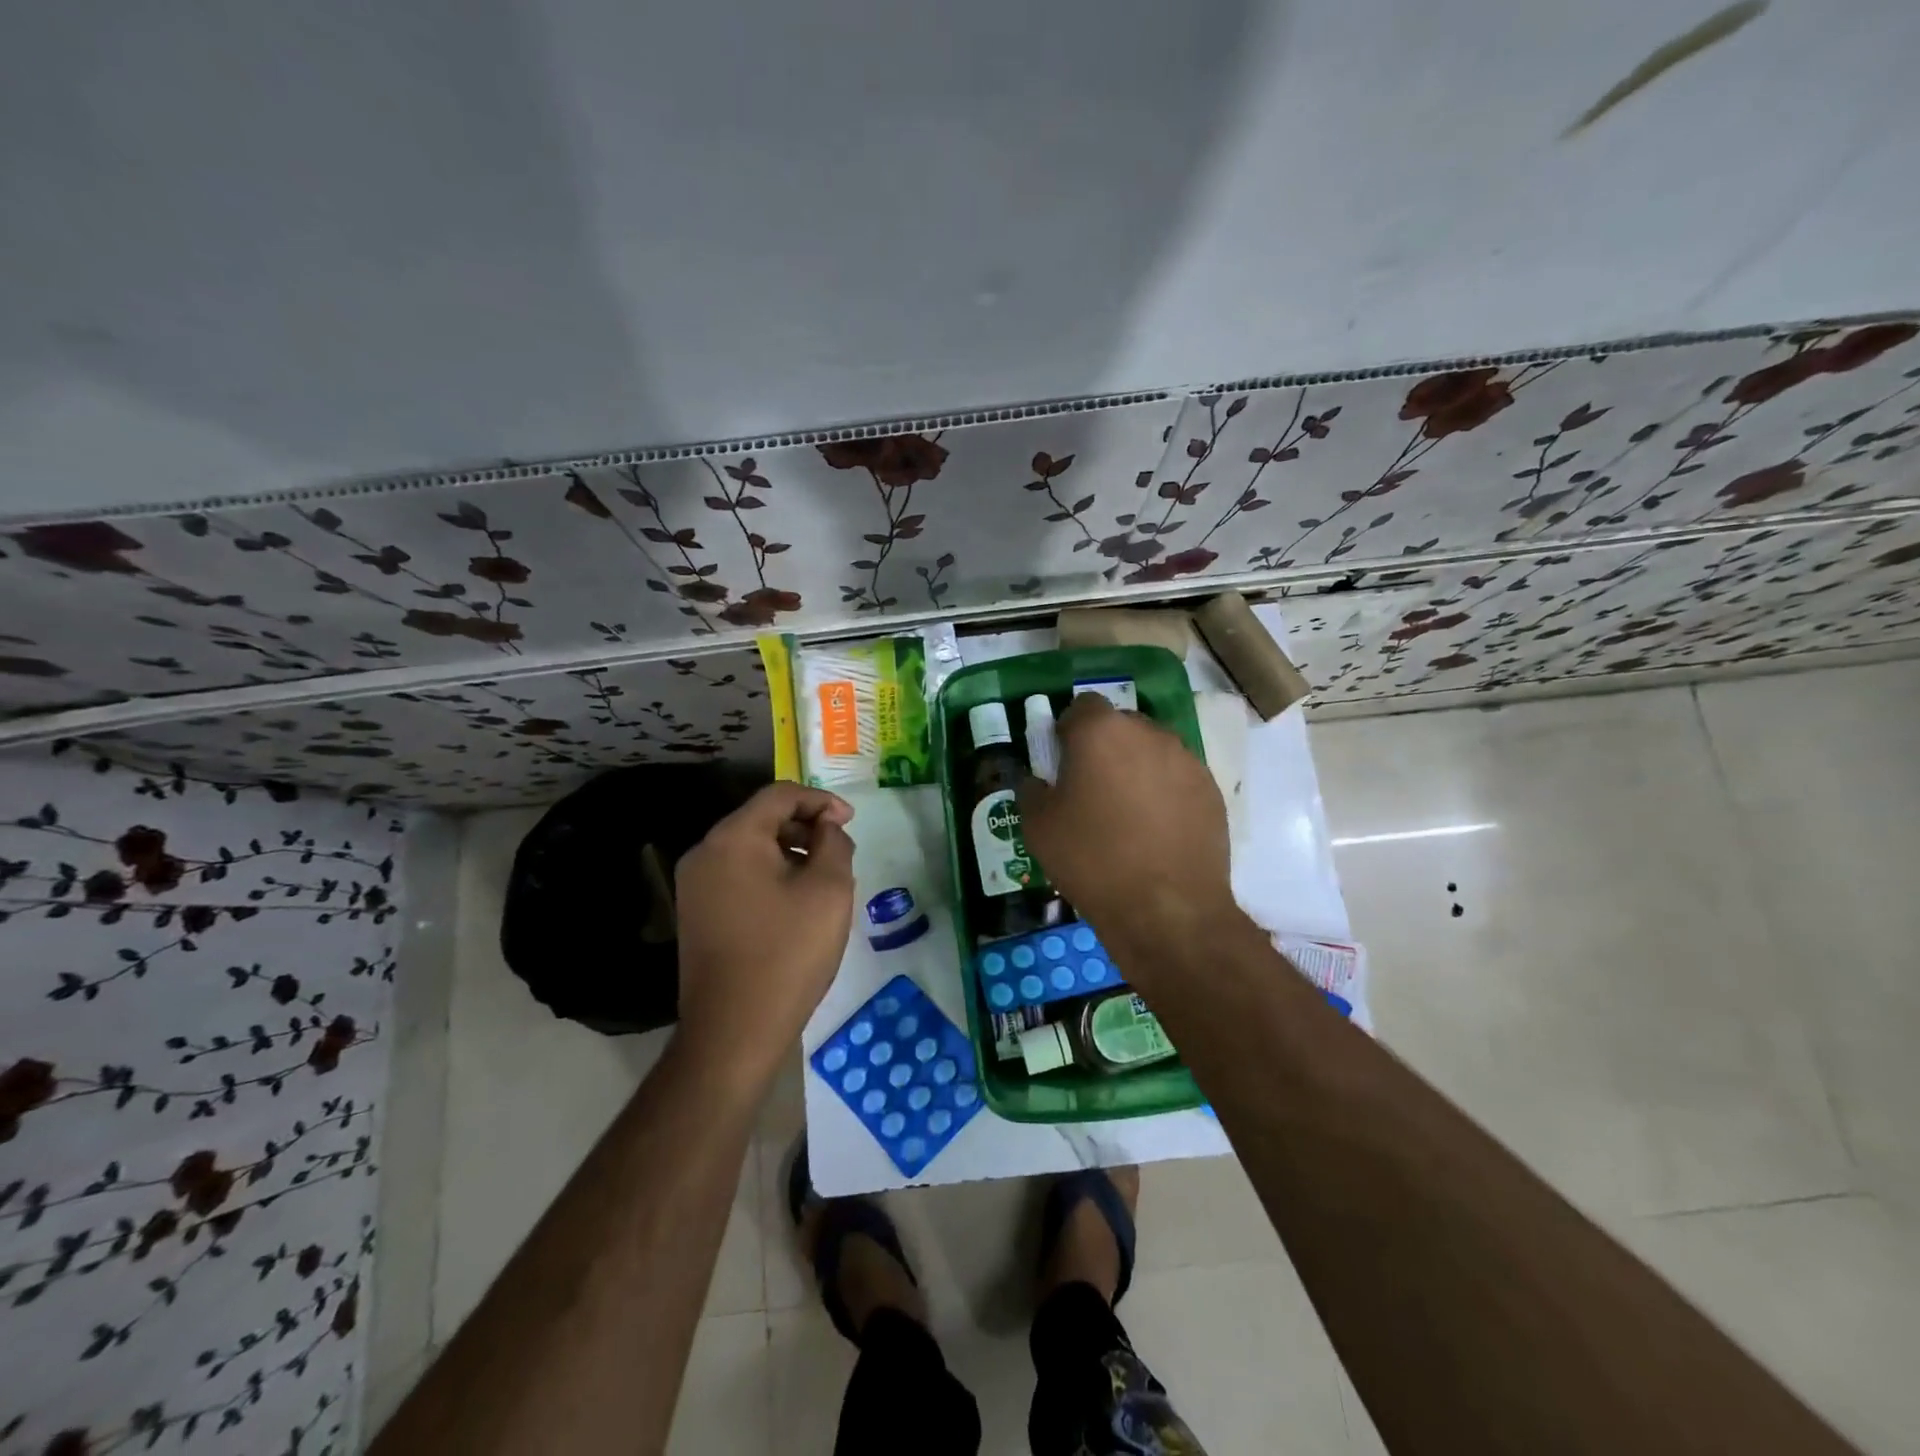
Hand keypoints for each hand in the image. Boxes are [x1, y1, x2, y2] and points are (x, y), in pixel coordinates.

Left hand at [673, 783, 855, 1085]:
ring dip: (790, 852)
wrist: (734, 1031)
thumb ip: (834, 843)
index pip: (780, 795)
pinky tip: (795, 903)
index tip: (850, 822)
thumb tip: (827, 827)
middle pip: (761, 819)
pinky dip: (770, 874)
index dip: (820, 800)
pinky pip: (738, 875)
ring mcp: (694, 886)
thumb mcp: (829, 890)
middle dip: (805, 827)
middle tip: (840, 851)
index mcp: (733, 838)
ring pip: (750, 848)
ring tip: (823, 879)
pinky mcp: (696, 913)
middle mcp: (705, 853)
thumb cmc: (788, 953)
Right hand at [1018, 695, 1237, 982]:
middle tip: (1092, 789)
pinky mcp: (1211, 790)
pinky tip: (1156, 832)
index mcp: (1100, 731)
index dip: (1068, 731)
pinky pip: (1178, 778)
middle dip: (1104, 747)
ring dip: (1136, 769)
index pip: (1081, 706)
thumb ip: (1032, 790)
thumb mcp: (1038, 827)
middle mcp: (1148, 733)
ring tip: (1127, 814)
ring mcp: (1186, 760)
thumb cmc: (1092, 859)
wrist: (1167, 908)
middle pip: (1120, 726)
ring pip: (1152, 751)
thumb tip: (1038, 780)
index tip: (1062, 763)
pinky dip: (1165, 793)